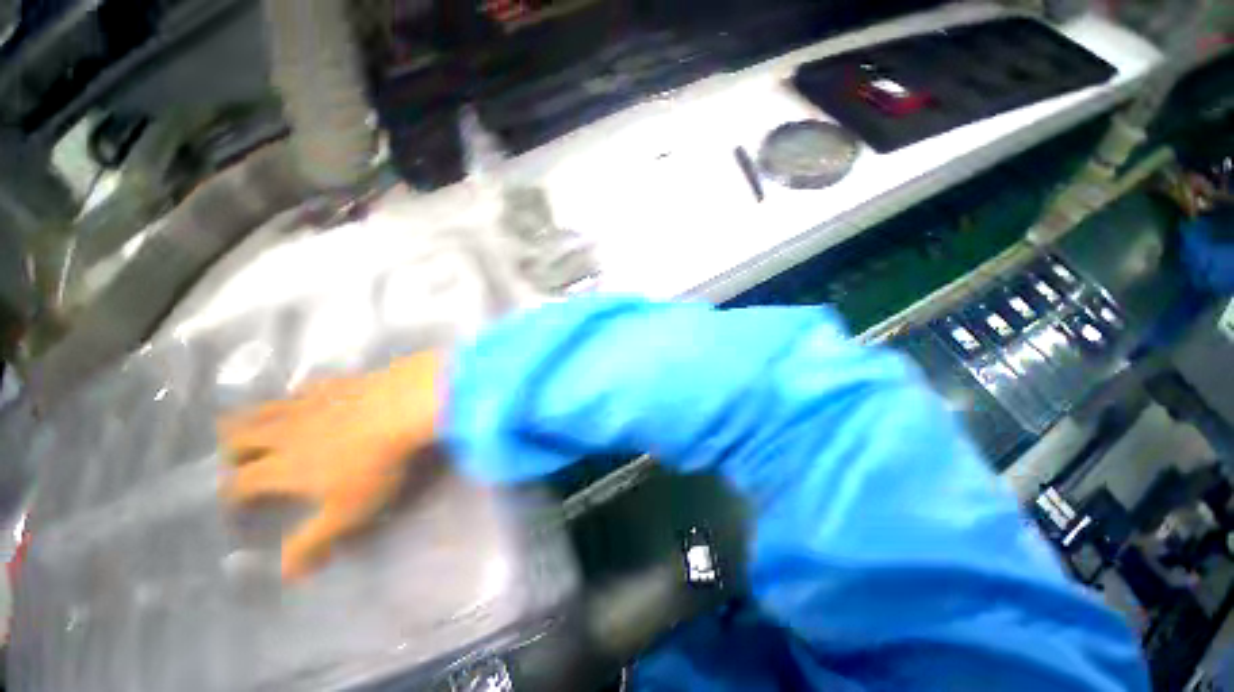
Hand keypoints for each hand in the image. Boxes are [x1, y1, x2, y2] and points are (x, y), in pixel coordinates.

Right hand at [217, 352, 441, 579]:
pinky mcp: (336, 382)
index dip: (232, 495)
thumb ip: (313, 542)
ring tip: (257, 430)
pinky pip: (304, 387)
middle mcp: (283, 432)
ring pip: (262, 409)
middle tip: (240, 463)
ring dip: (252, 420)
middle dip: (232, 453)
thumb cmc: (375, 465)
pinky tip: (307, 397)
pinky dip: (297, 395)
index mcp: (279, 467)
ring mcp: (308, 402)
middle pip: (237, 439)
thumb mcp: (347, 512)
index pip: (239, 483)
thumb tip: (287, 576)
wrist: (403, 406)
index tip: (238, 504)